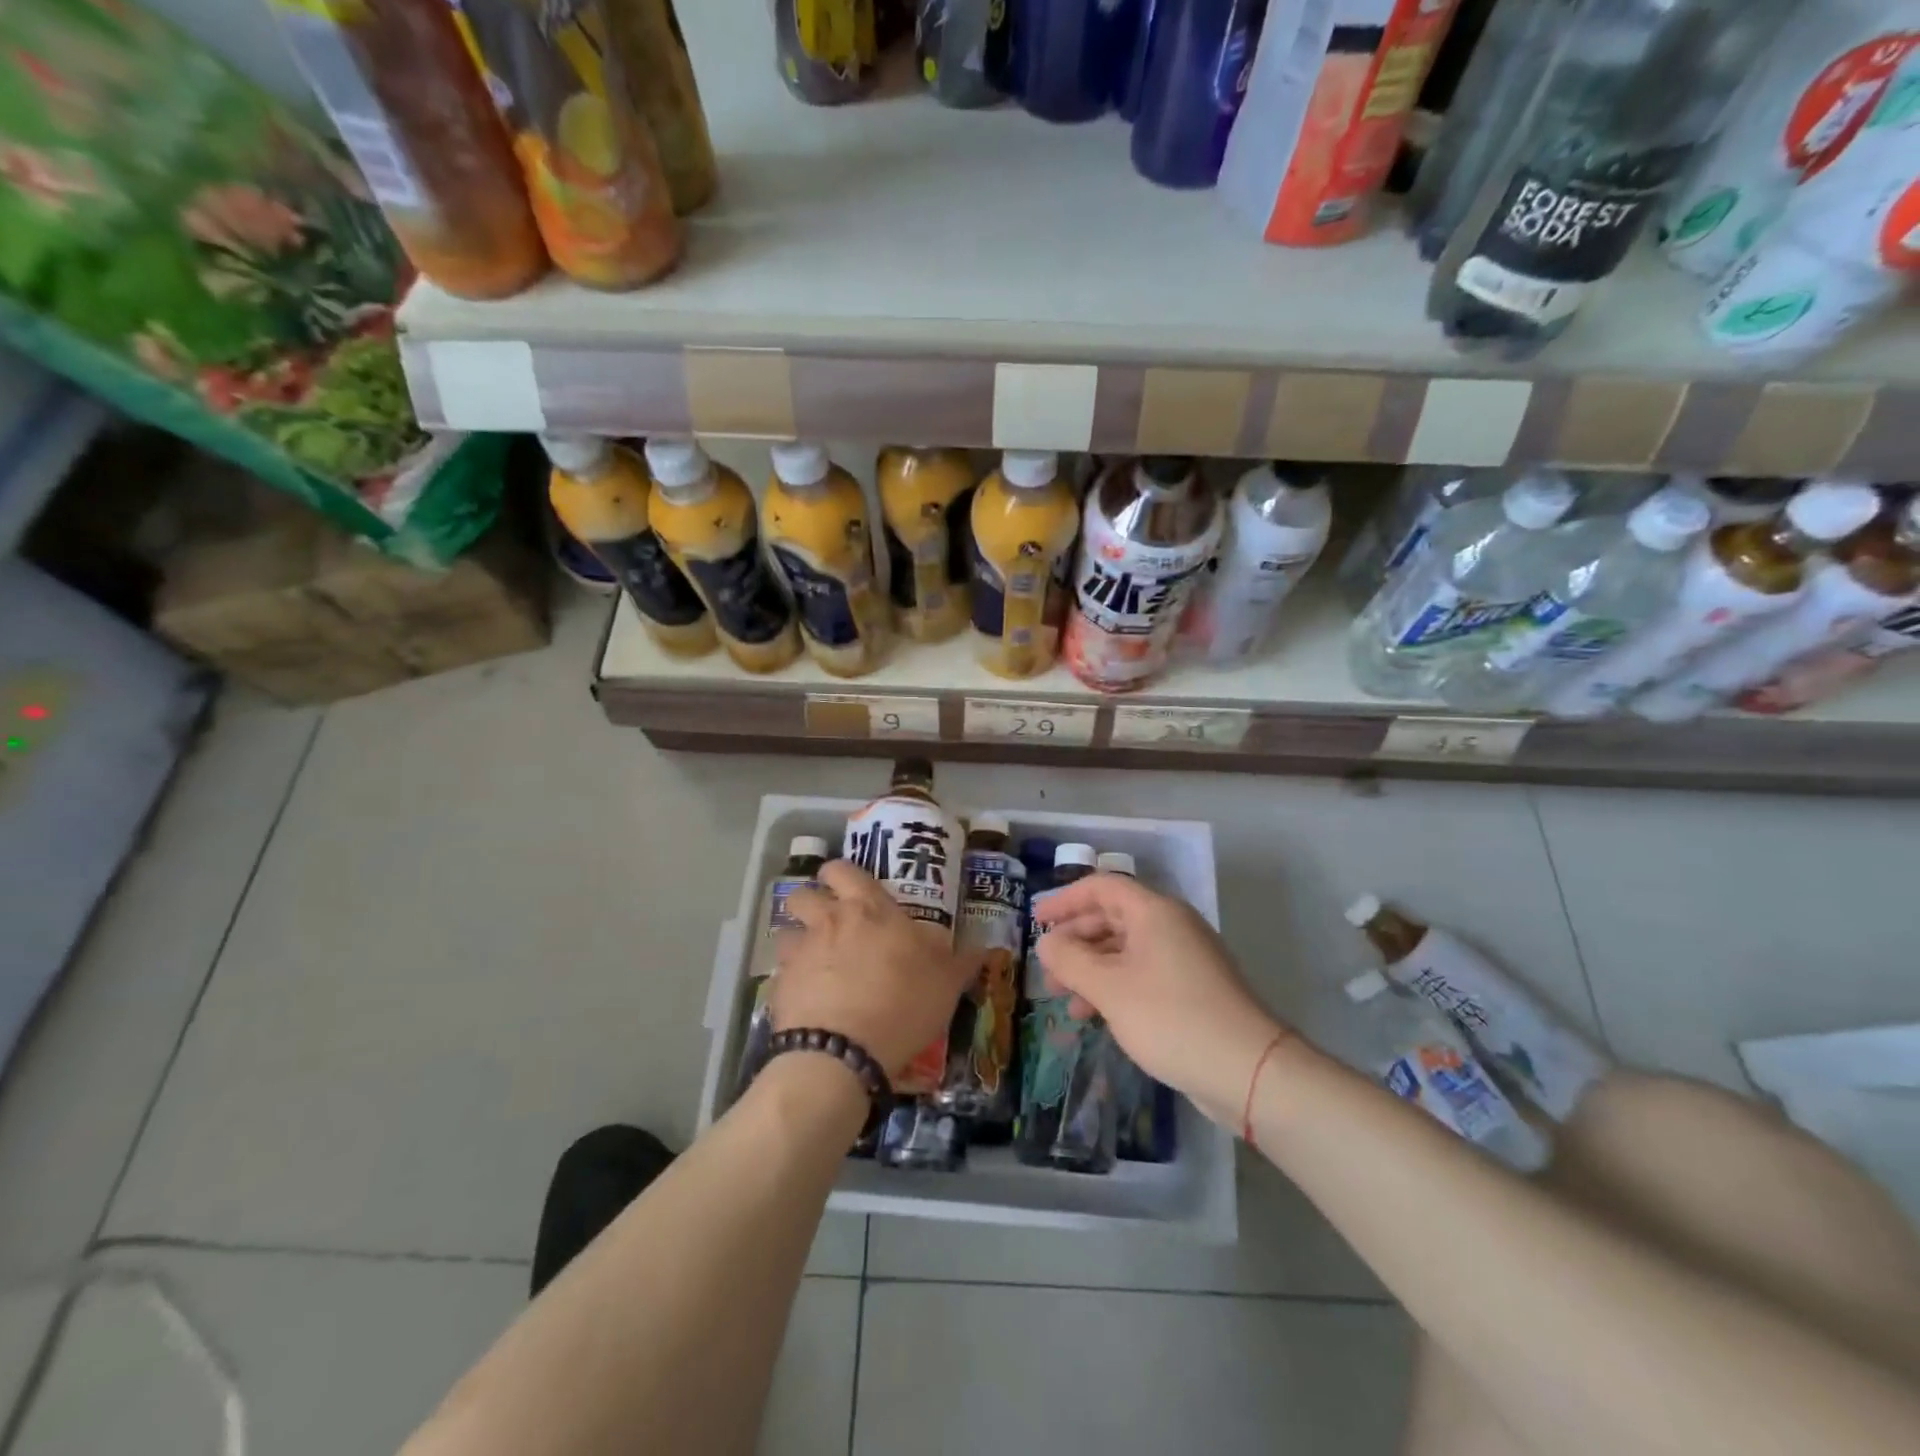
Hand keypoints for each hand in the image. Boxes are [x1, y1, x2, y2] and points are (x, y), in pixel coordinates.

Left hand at [774, 861, 979, 1080]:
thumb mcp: (945, 984)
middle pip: (803, 893)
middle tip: (828, 922)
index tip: (848, 888)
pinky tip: (806, 998)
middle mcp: (828, 921)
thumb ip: (961, 962)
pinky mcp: (779, 986)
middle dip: (811, 901)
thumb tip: (984, 949)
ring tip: (813, 962)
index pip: (843, 870)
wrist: (842, 1053)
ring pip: (787, 931)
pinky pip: (781, 971)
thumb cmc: (902, 1005)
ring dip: (798, 941)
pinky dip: (791, 979)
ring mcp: (800, 952)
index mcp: (868, 909)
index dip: (841, 874)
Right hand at [1036, 872, 1286, 1125]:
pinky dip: (1115, 986)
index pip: (1101, 887)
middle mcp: (1171, 925)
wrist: (1248, 1070)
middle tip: (1048, 968)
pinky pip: (1142, 973)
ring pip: (1126, 949)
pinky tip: (1098, 1016)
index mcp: (1154, 912)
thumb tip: (1046, 943)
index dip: (1065, 900)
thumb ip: (1071, 960)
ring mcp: (1185, 957)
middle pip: (1112, 917)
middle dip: (1076, 940)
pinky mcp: (1192, 988)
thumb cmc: (1171, 1018)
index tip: (1036, 921)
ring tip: (1066, 1001)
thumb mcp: (1110, 989)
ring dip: (1092, 968)